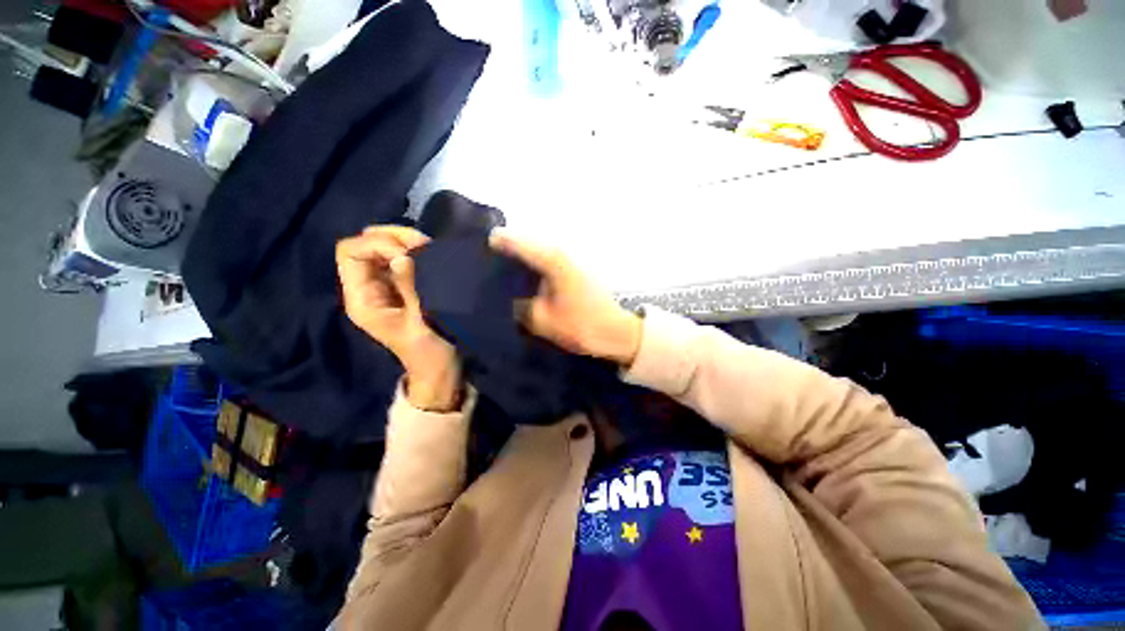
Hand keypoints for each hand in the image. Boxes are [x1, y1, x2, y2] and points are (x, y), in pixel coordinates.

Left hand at [336, 226, 461, 410]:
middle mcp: (368, 287)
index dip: (377, 244)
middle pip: (366, 243)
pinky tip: (435, 255)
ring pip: (385, 247)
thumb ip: (411, 289)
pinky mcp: (405, 286)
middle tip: (423, 245)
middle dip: (392, 237)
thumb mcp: (420, 323)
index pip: (351, 252)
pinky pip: (404, 258)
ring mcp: (387, 285)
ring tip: (432, 249)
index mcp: (362, 298)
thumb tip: (404, 255)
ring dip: (407, 242)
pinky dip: (418, 251)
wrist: (440, 368)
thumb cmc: (429, 352)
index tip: (410, 254)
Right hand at [489, 229, 641, 367]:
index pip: (517, 242)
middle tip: (487, 263)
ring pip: (538, 253)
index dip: (498, 243)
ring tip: (502, 272)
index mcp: (552, 260)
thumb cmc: (582, 325)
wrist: (617, 332)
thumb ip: (520, 308)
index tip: (481, 247)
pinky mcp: (575, 272)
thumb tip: (510, 300)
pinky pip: (547, 263)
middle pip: (527, 244)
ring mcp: (570, 261)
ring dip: (521, 259)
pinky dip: (534, 268)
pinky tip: (525, 281)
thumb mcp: (542, 320)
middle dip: (508, 250)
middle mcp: (561, 254)